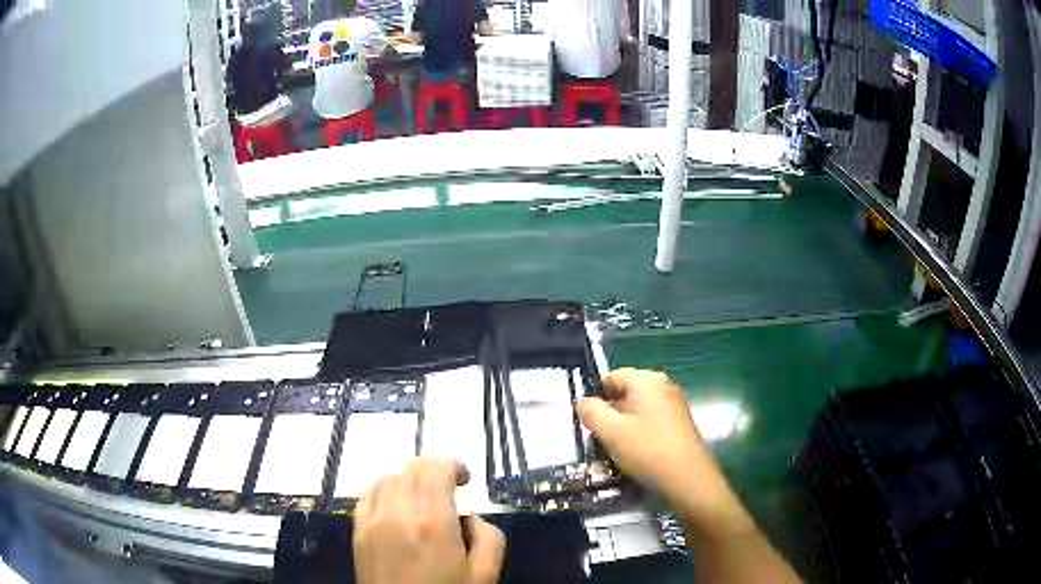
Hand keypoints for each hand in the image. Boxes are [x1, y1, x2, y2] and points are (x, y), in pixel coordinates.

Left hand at [353, 458, 505, 583]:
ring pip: (390, 477)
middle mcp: (399, 512)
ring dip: (411, 479)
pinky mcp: (358, 530)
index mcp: (434, 521)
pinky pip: (370, 493)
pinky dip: (386, 488)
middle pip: (412, 468)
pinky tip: (397, 503)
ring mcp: (373, 520)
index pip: (437, 468)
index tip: (465, 479)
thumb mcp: (486, 573)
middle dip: (435, 470)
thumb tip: (469, 516)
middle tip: (450, 488)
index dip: (454, 465)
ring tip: (425, 498)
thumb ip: (489, 536)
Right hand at [577, 369, 754, 538]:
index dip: (594, 396)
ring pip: (637, 409)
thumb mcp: (611, 432)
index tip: (584, 420)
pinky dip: (637, 433)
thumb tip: (582, 402)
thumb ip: (591, 412)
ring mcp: (674, 405)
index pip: (611, 377)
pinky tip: (632, 454)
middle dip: (608, 413)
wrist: (689, 479)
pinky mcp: (679, 424)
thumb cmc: (648, 450)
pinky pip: (650, 421)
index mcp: (647, 380)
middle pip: (625, 392)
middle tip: (596, 437)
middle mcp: (663, 386)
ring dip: (621, 426)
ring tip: (612, 448)